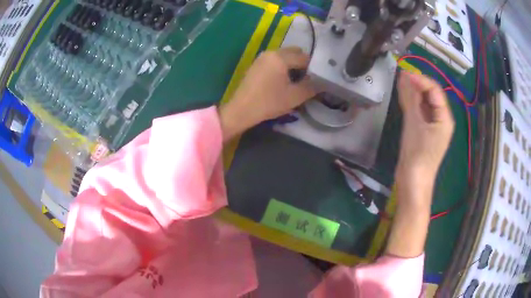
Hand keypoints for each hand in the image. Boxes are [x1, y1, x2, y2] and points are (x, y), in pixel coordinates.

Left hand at [219, 47, 315, 140]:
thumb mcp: (294, 97)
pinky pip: (274, 61)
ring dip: (292, 65)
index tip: (316, 80)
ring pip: (283, 56)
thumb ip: (311, 87)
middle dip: (302, 64)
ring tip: (294, 82)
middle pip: (293, 52)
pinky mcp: (256, 65)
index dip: (312, 68)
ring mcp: (261, 58)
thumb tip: (321, 82)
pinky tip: (281, 82)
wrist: (241, 110)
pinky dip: (281, 67)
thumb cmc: (269, 102)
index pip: (304, 57)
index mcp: (281, 57)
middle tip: (305, 80)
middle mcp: (271, 52)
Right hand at [396, 72, 454, 199]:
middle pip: (431, 95)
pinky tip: (403, 96)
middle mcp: (442, 119)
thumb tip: (405, 76)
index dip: (420, 79)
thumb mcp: (414, 123)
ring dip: (414, 92)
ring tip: (400, 83)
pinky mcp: (425, 131)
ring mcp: (433, 126)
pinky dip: (412, 103)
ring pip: (425, 103)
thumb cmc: (417, 153)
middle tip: (400, 76)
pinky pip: (420, 112)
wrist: (413, 181)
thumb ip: (411, 98)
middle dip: (417, 84)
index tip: (404, 73)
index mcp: (445, 117)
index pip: (435, 90)